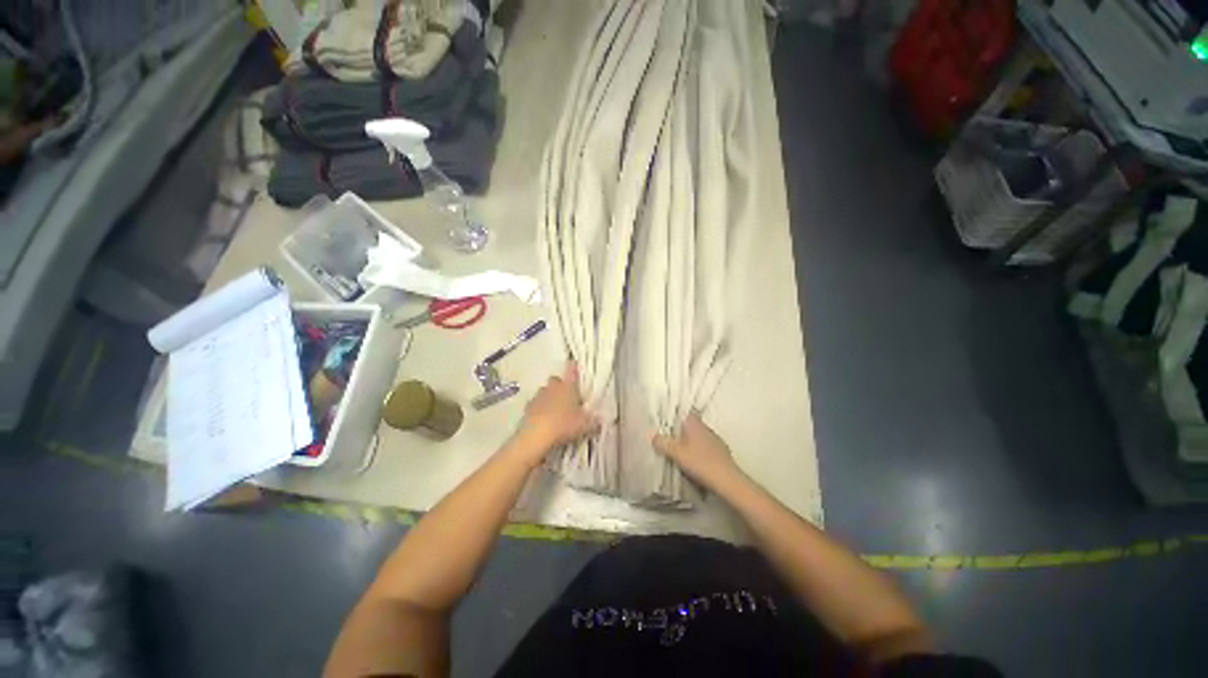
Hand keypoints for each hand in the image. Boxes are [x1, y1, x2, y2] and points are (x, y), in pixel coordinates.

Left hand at [513, 361, 598, 464]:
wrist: (536, 435)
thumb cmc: (565, 424)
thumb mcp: (586, 425)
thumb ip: (594, 421)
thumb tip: (600, 419)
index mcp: (568, 387)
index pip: (571, 371)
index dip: (573, 366)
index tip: (573, 362)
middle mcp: (553, 387)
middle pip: (556, 380)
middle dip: (560, 386)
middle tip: (566, 396)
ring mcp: (538, 397)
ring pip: (544, 391)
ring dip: (548, 397)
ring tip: (554, 409)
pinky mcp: (527, 408)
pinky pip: (535, 404)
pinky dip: (539, 409)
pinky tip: (543, 418)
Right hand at [653, 413, 741, 489]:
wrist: (727, 480)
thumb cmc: (700, 462)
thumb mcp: (676, 453)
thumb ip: (663, 443)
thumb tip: (652, 435)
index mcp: (694, 424)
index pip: (684, 413)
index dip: (676, 417)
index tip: (667, 423)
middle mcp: (706, 428)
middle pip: (691, 425)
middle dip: (682, 432)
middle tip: (670, 440)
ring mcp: (716, 439)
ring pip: (699, 437)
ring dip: (692, 442)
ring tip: (681, 452)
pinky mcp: (722, 452)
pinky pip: (706, 447)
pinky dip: (700, 452)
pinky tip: (696, 462)